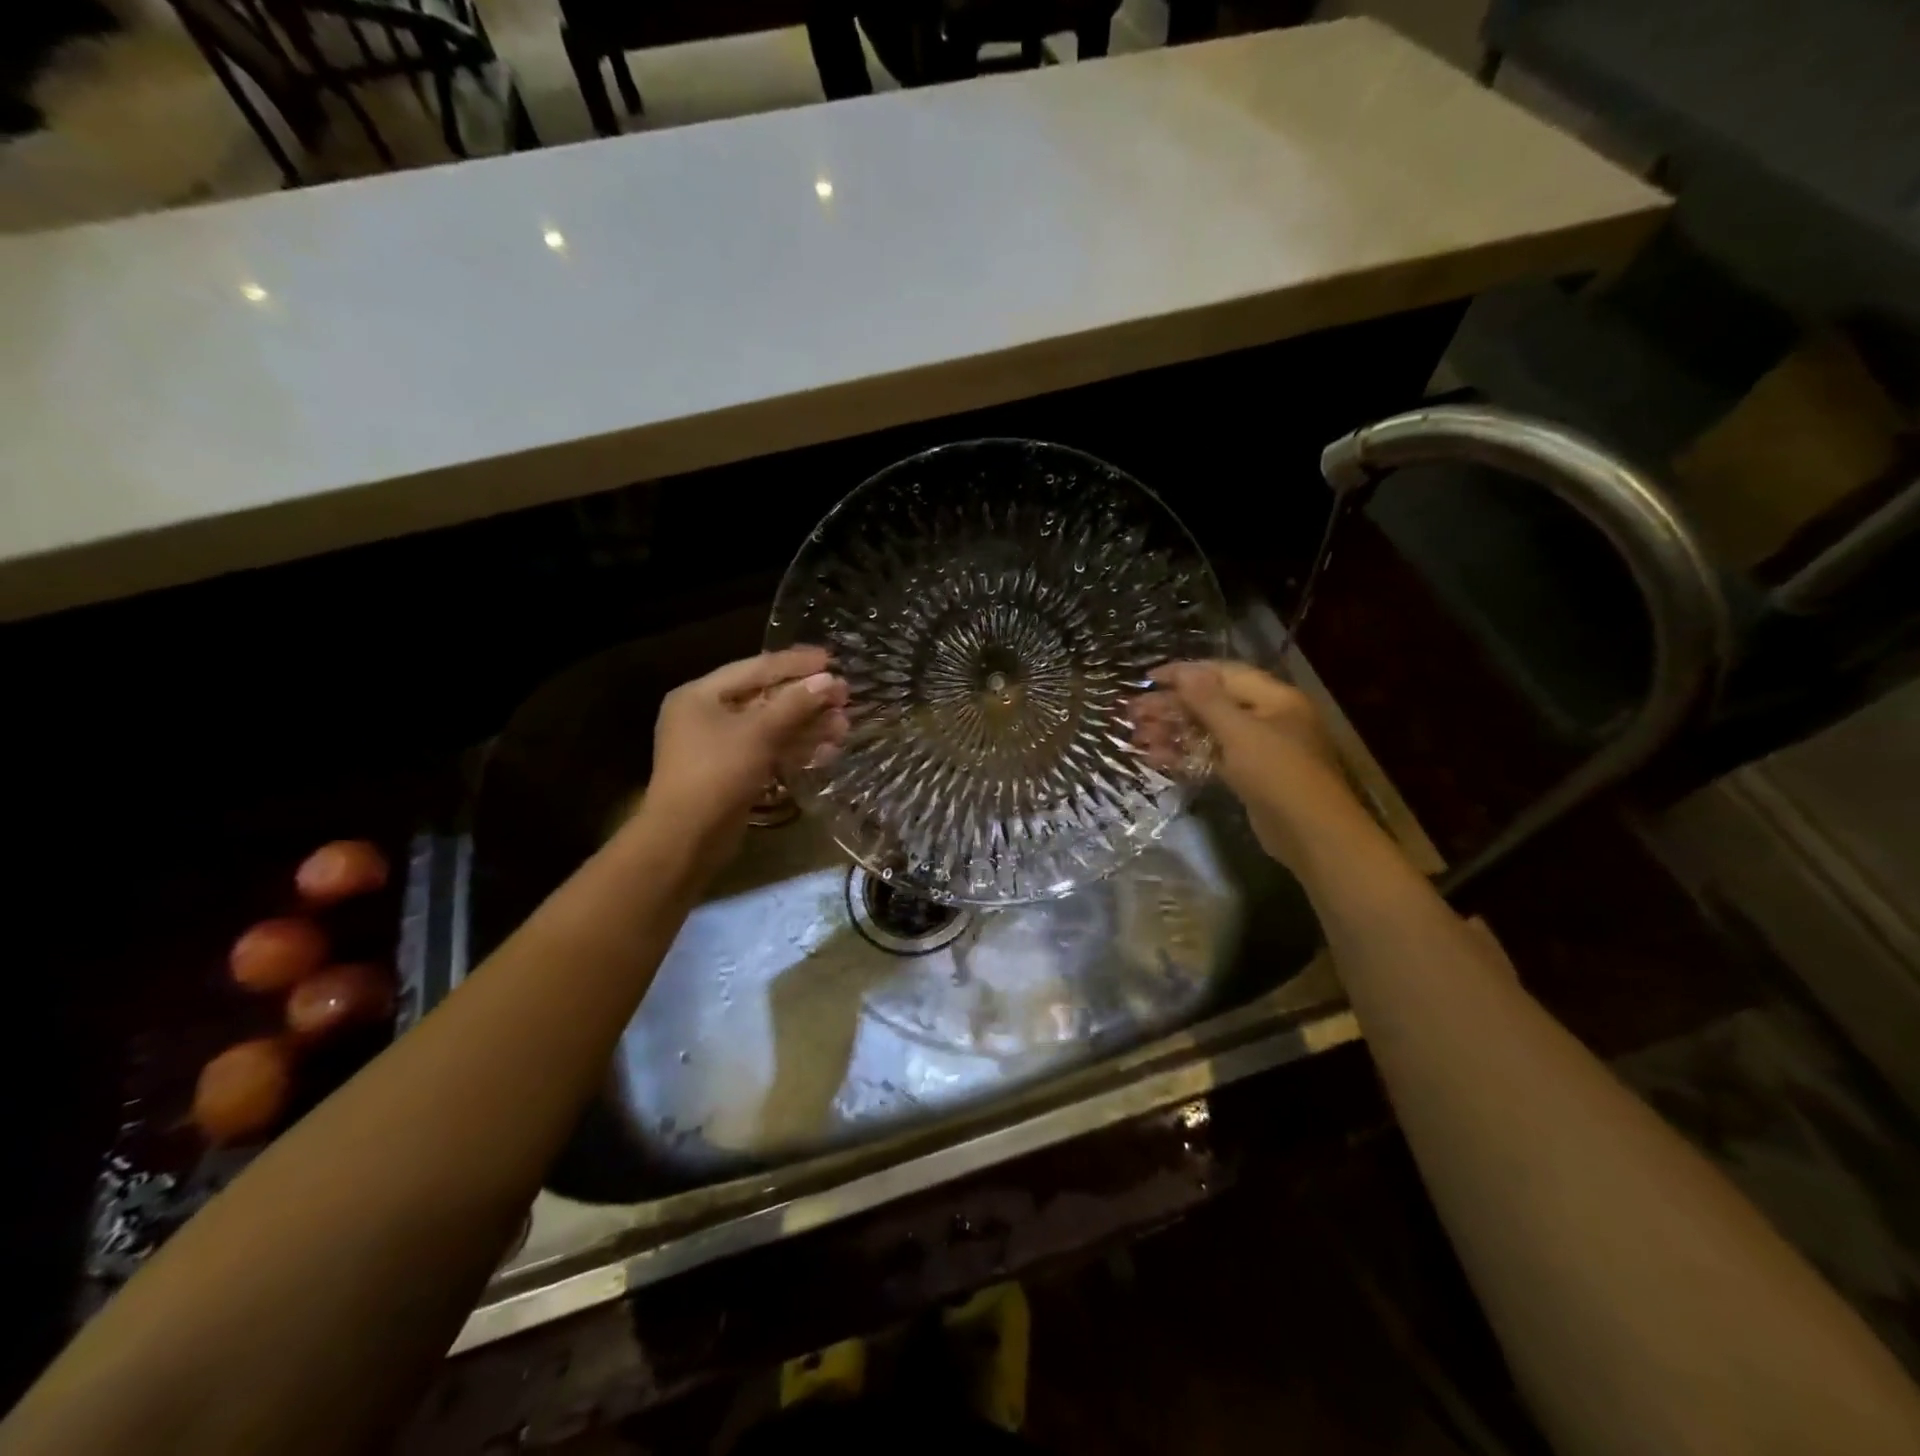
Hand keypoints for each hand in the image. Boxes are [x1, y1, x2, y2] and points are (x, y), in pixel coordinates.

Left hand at [636, 647, 848, 867]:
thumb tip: (829, 680)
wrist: (686, 838)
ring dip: (807, 726)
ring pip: (771, 727)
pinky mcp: (733, 773)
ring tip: (844, 727)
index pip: (755, 668)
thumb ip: (795, 704)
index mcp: (700, 695)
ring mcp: (720, 747)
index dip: (795, 663)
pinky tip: (827, 751)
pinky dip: (795, 749)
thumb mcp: (758, 732)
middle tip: (844, 697)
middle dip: (806, 699)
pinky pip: (768, 751)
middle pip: (765, 698)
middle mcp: (707, 715)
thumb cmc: (716, 773)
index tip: (831, 660)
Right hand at [1133, 661, 1358, 871]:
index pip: (1223, 673)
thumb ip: (1209, 701)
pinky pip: (1212, 757)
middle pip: (1212, 703)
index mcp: (1274, 698)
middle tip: (1133, 712)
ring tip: (1137, 736)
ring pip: (1208, 732)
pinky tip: (1155, 758)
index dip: (1185, 673)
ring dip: (1173, 732)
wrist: (1312, 834)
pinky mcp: (1249, 776)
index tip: (1148, 677)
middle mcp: (1267, 718)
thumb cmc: (1279, 774)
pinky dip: (1185, 756)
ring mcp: (1258, 749)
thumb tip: (1186, 671)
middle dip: (1172, 706)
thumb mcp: (1241, 732)